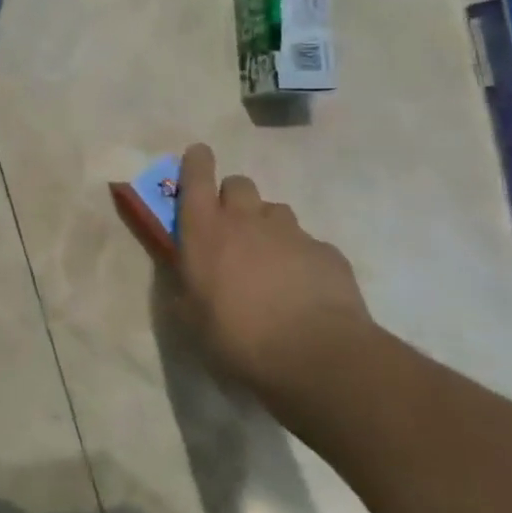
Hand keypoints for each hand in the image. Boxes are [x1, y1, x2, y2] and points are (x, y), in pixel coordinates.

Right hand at [174, 145, 372, 391]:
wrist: (314, 356)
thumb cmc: (236, 337)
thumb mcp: (191, 317)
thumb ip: (185, 287)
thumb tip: (185, 279)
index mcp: (205, 231)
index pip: (197, 177)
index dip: (196, 163)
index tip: (198, 156)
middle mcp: (246, 221)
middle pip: (239, 184)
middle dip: (232, 197)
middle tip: (232, 228)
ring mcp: (291, 233)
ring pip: (275, 211)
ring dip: (267, 226)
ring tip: (269, 260)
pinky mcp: (326, 252)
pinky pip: (307, 243)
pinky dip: (300, 257)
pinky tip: (302, 288)